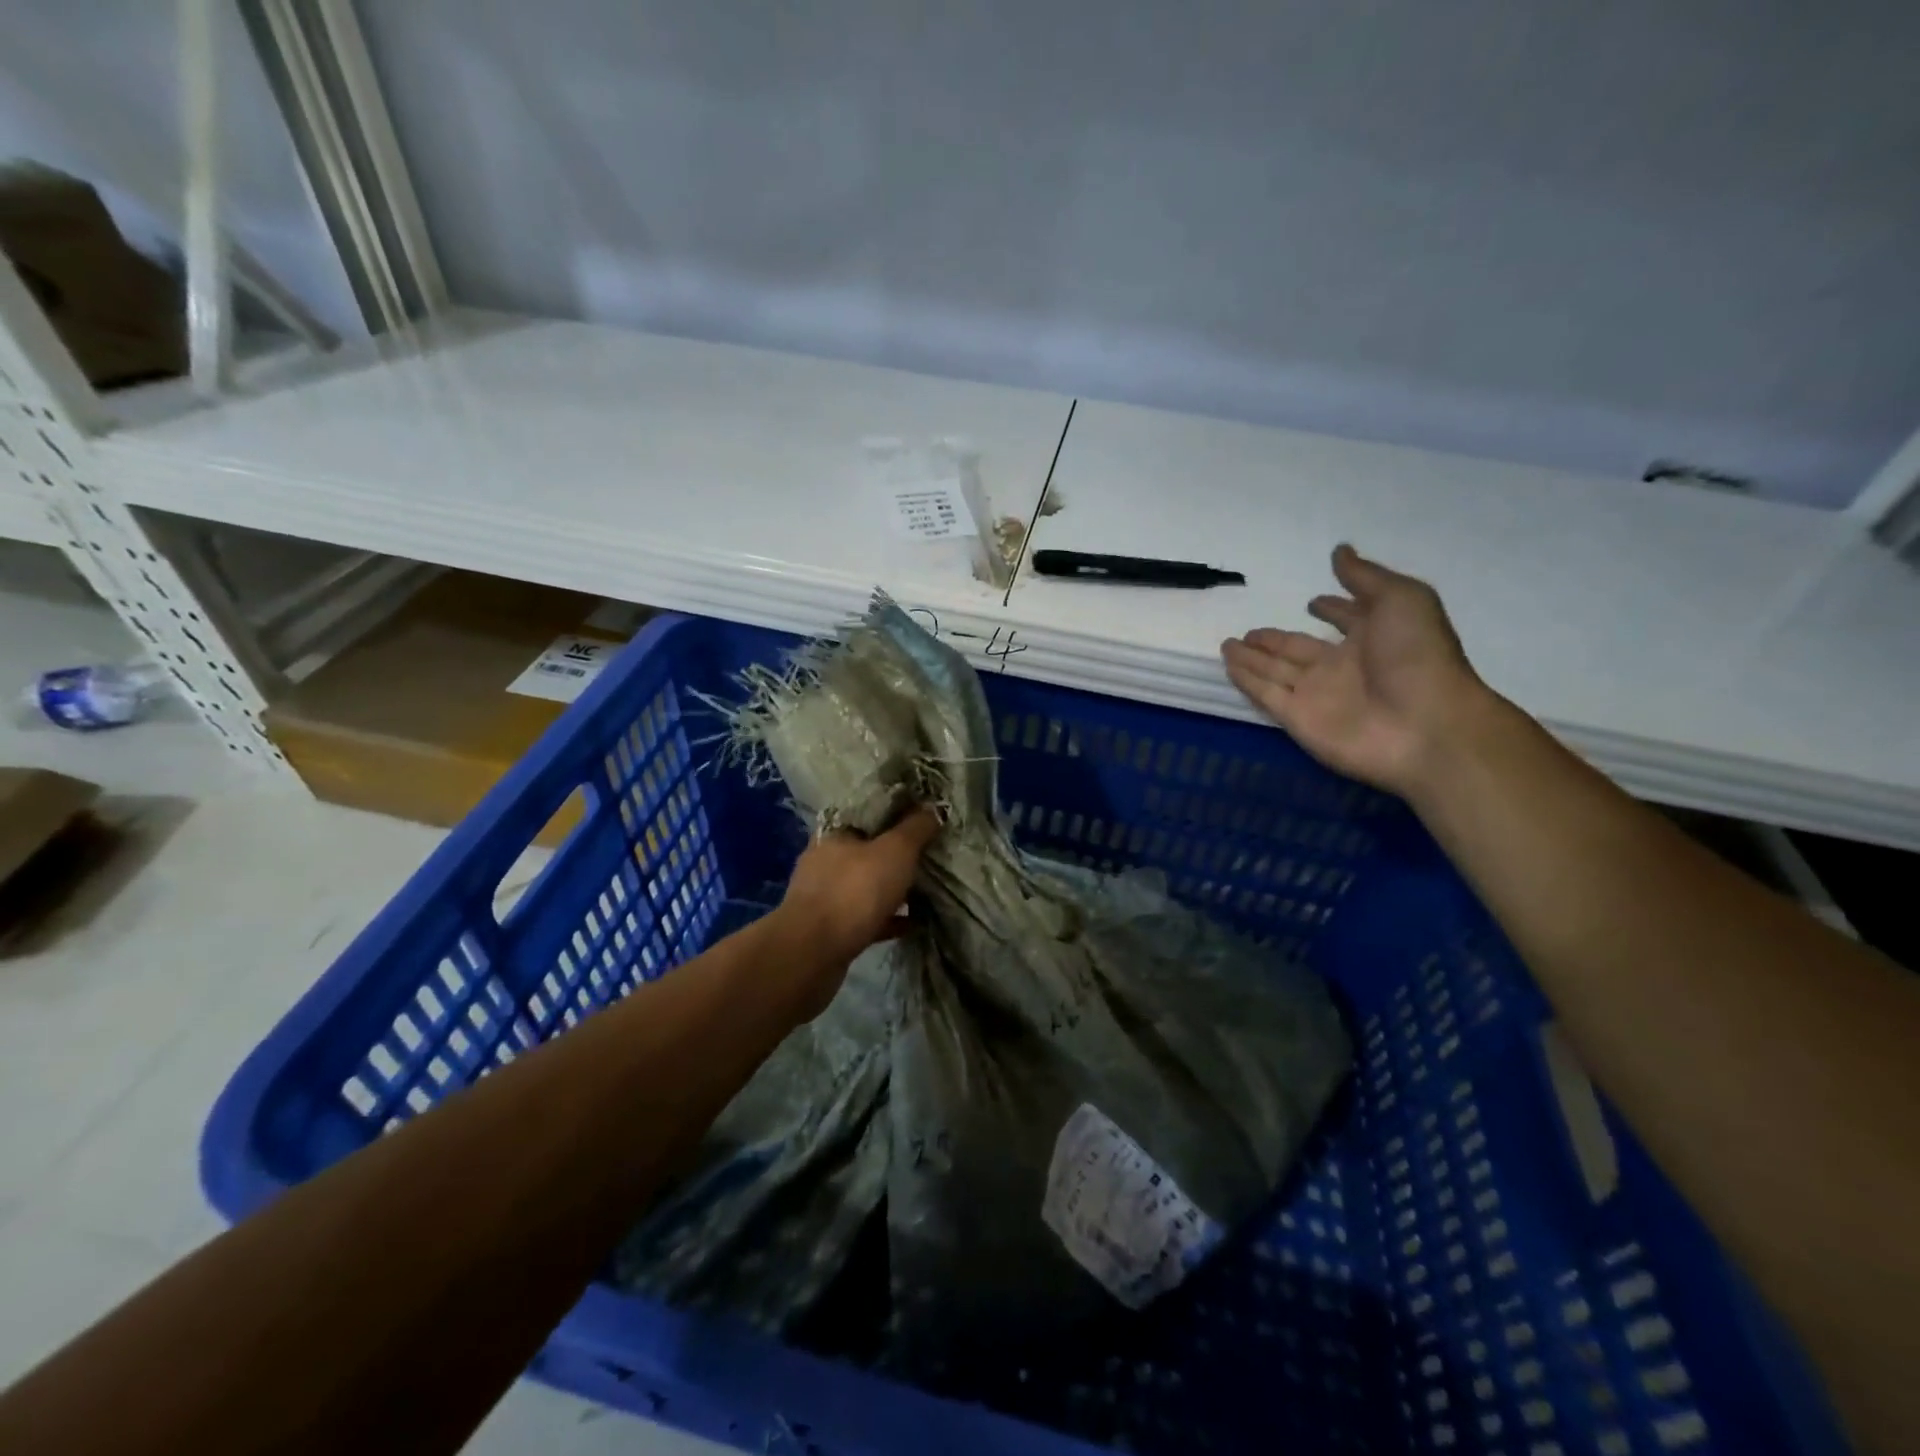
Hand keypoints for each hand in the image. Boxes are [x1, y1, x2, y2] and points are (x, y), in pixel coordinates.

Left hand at [771, 807, 941, 1015]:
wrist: (814, 953)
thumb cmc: (854, 891)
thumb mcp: (895, 851)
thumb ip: (916, 828)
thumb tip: (934, 809)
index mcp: (835, 834)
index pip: (867, 815)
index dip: (896, 815)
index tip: (923, 821)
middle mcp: (825, 862)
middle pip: (867, 852)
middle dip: (896, 856)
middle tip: (929, 858)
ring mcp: (824, 898)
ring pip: (866, 887)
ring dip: (893, 889)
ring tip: (926, 891)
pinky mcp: (830, 930)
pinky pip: (866, 918)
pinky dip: (889, 919)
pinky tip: (913, 924)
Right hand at [1221, 544, 1494, 798]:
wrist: (1422, 726)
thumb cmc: (1417, 657)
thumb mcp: (1402, 600)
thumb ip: (1365, 577)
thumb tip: (1339, 550)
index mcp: (1373, 636)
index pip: (1345, 619)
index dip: (1332, 610)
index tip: (1313, 601)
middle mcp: (1342, 666)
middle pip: (1298, 649)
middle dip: (1275, 640)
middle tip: (1249, 632)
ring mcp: (1317, 694)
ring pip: (1275, 670)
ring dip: (1253, 658)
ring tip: (1227, 644)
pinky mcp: (1297, 718)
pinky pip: (1266, 694)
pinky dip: (1247, 681)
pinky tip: (1229, 665)